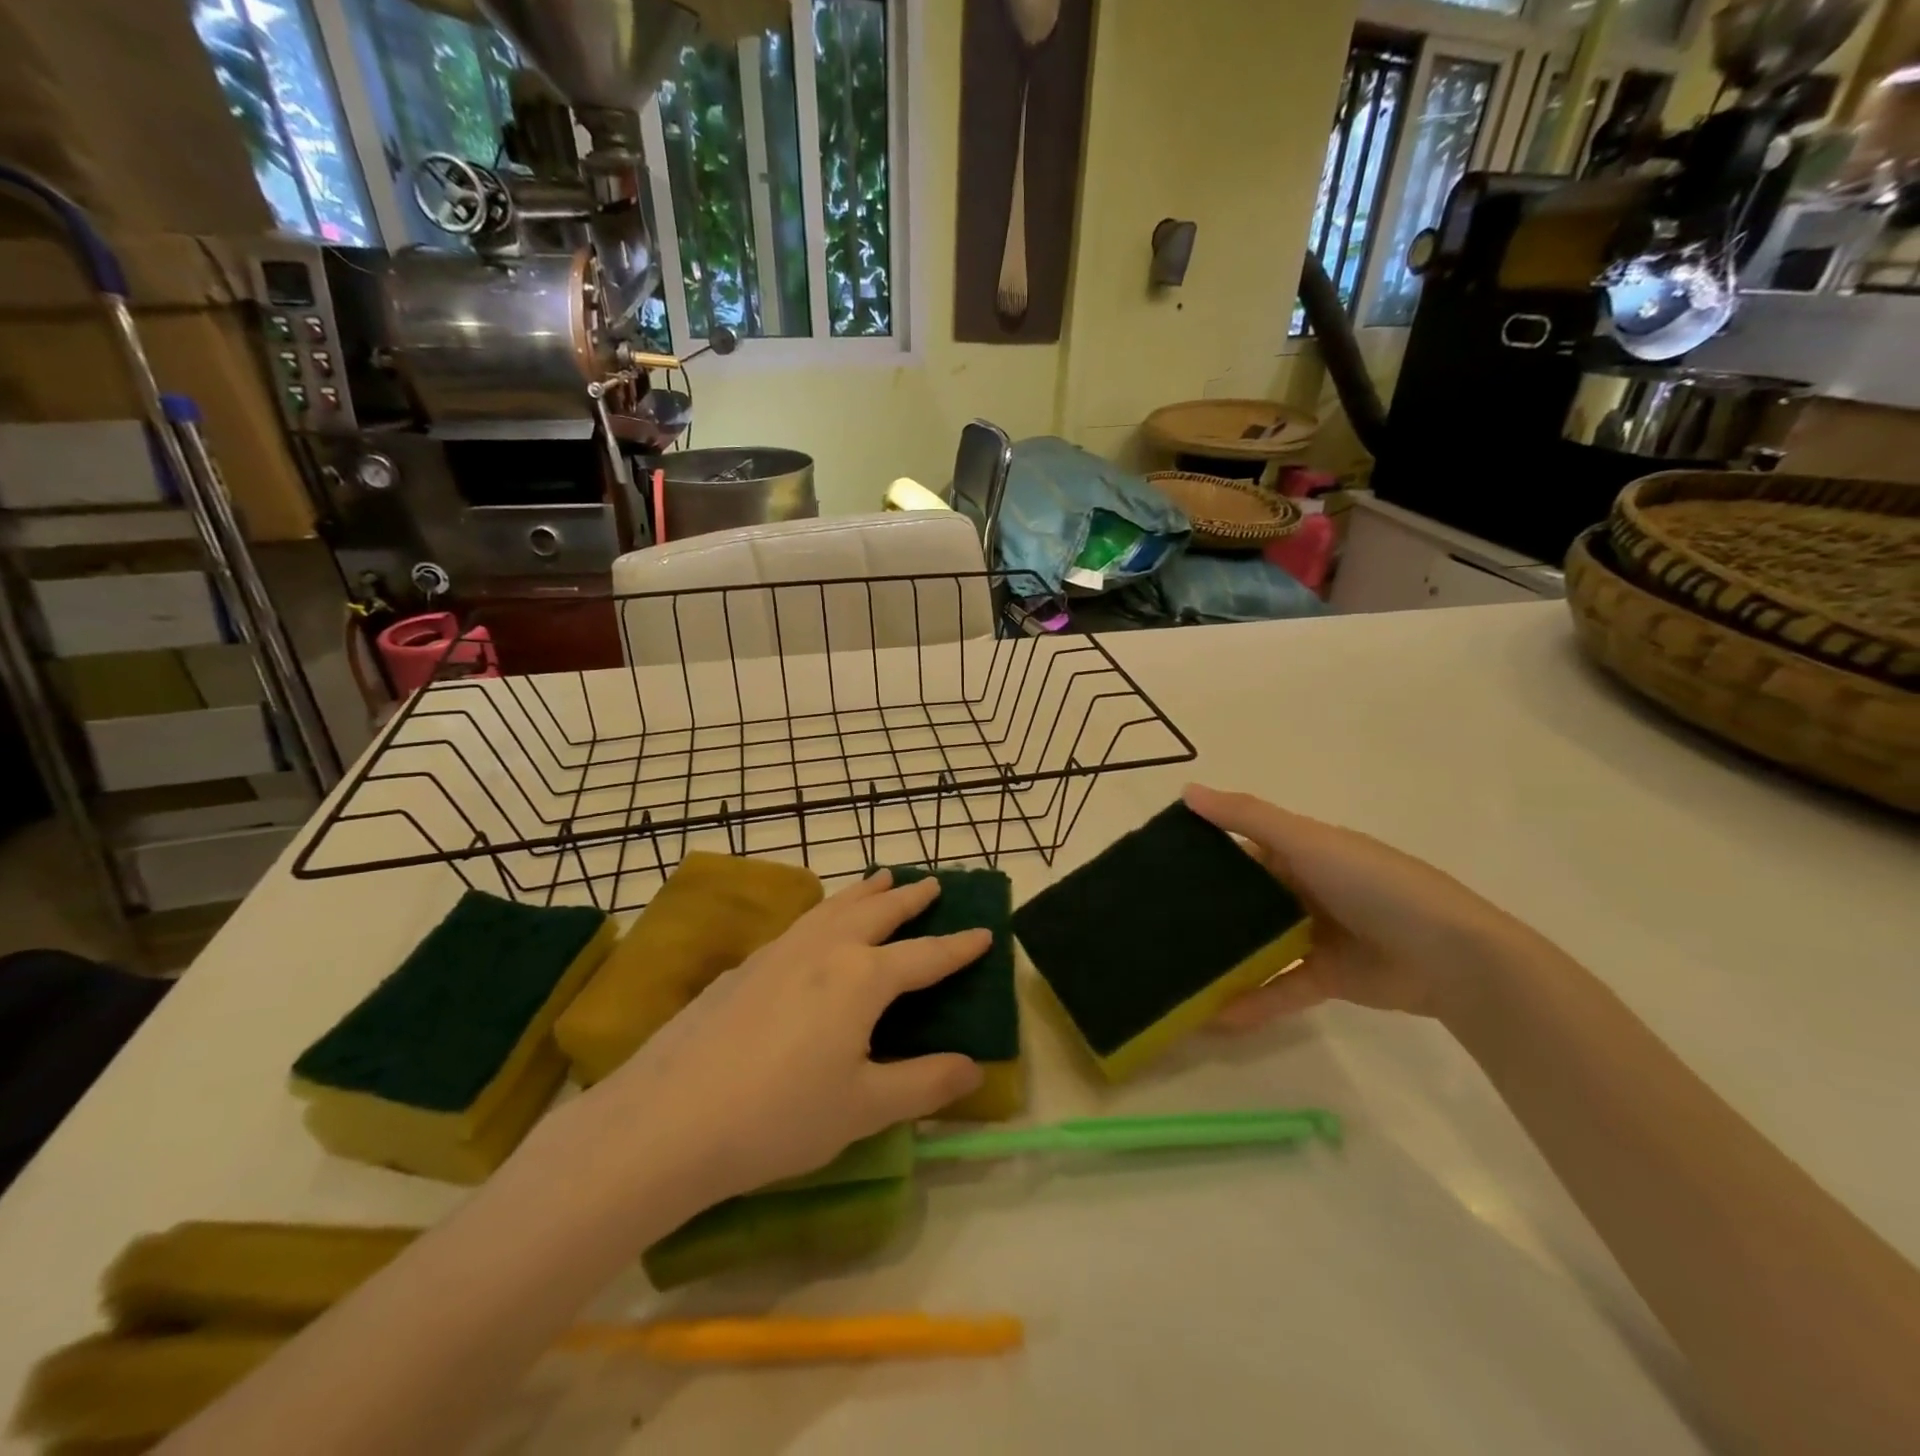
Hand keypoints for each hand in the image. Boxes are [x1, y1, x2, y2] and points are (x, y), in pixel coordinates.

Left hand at [562, 870, 985, 1208]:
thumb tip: (973, 1068)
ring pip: (833, 907)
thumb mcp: (864, 1108)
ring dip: (864, 892)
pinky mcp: (744, 966)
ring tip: (881, 879)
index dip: (958, 947)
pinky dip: (825, 911)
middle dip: (909, 899)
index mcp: (862, 979)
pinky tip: (817, 925)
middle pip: (877, 913)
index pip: (925, 956)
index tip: (985, 932)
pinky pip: (801, 923)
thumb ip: (924, 1084)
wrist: (669, 1120)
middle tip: (931, 884)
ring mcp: (779, 952)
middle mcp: (824, 950)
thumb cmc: (779, 1117)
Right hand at [1183, 784, 1532, 1028]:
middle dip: (1206, 909)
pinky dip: (1253, 1000)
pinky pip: (1281, 987)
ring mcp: (1316, 935)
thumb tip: (1186, 790)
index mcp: (1303, 851)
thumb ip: (1248, 817)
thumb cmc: (1376, 885)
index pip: (1243, 847)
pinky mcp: (1327, 977)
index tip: (1154, 867)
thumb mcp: (1309, 841)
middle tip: (1153, 922)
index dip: (1203, 853)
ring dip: (1224, 958)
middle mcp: (1306, 888)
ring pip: (1258, 945)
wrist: (1454, 957)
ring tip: (1174, 969)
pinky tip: (1215, 1015)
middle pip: (1246, 898)